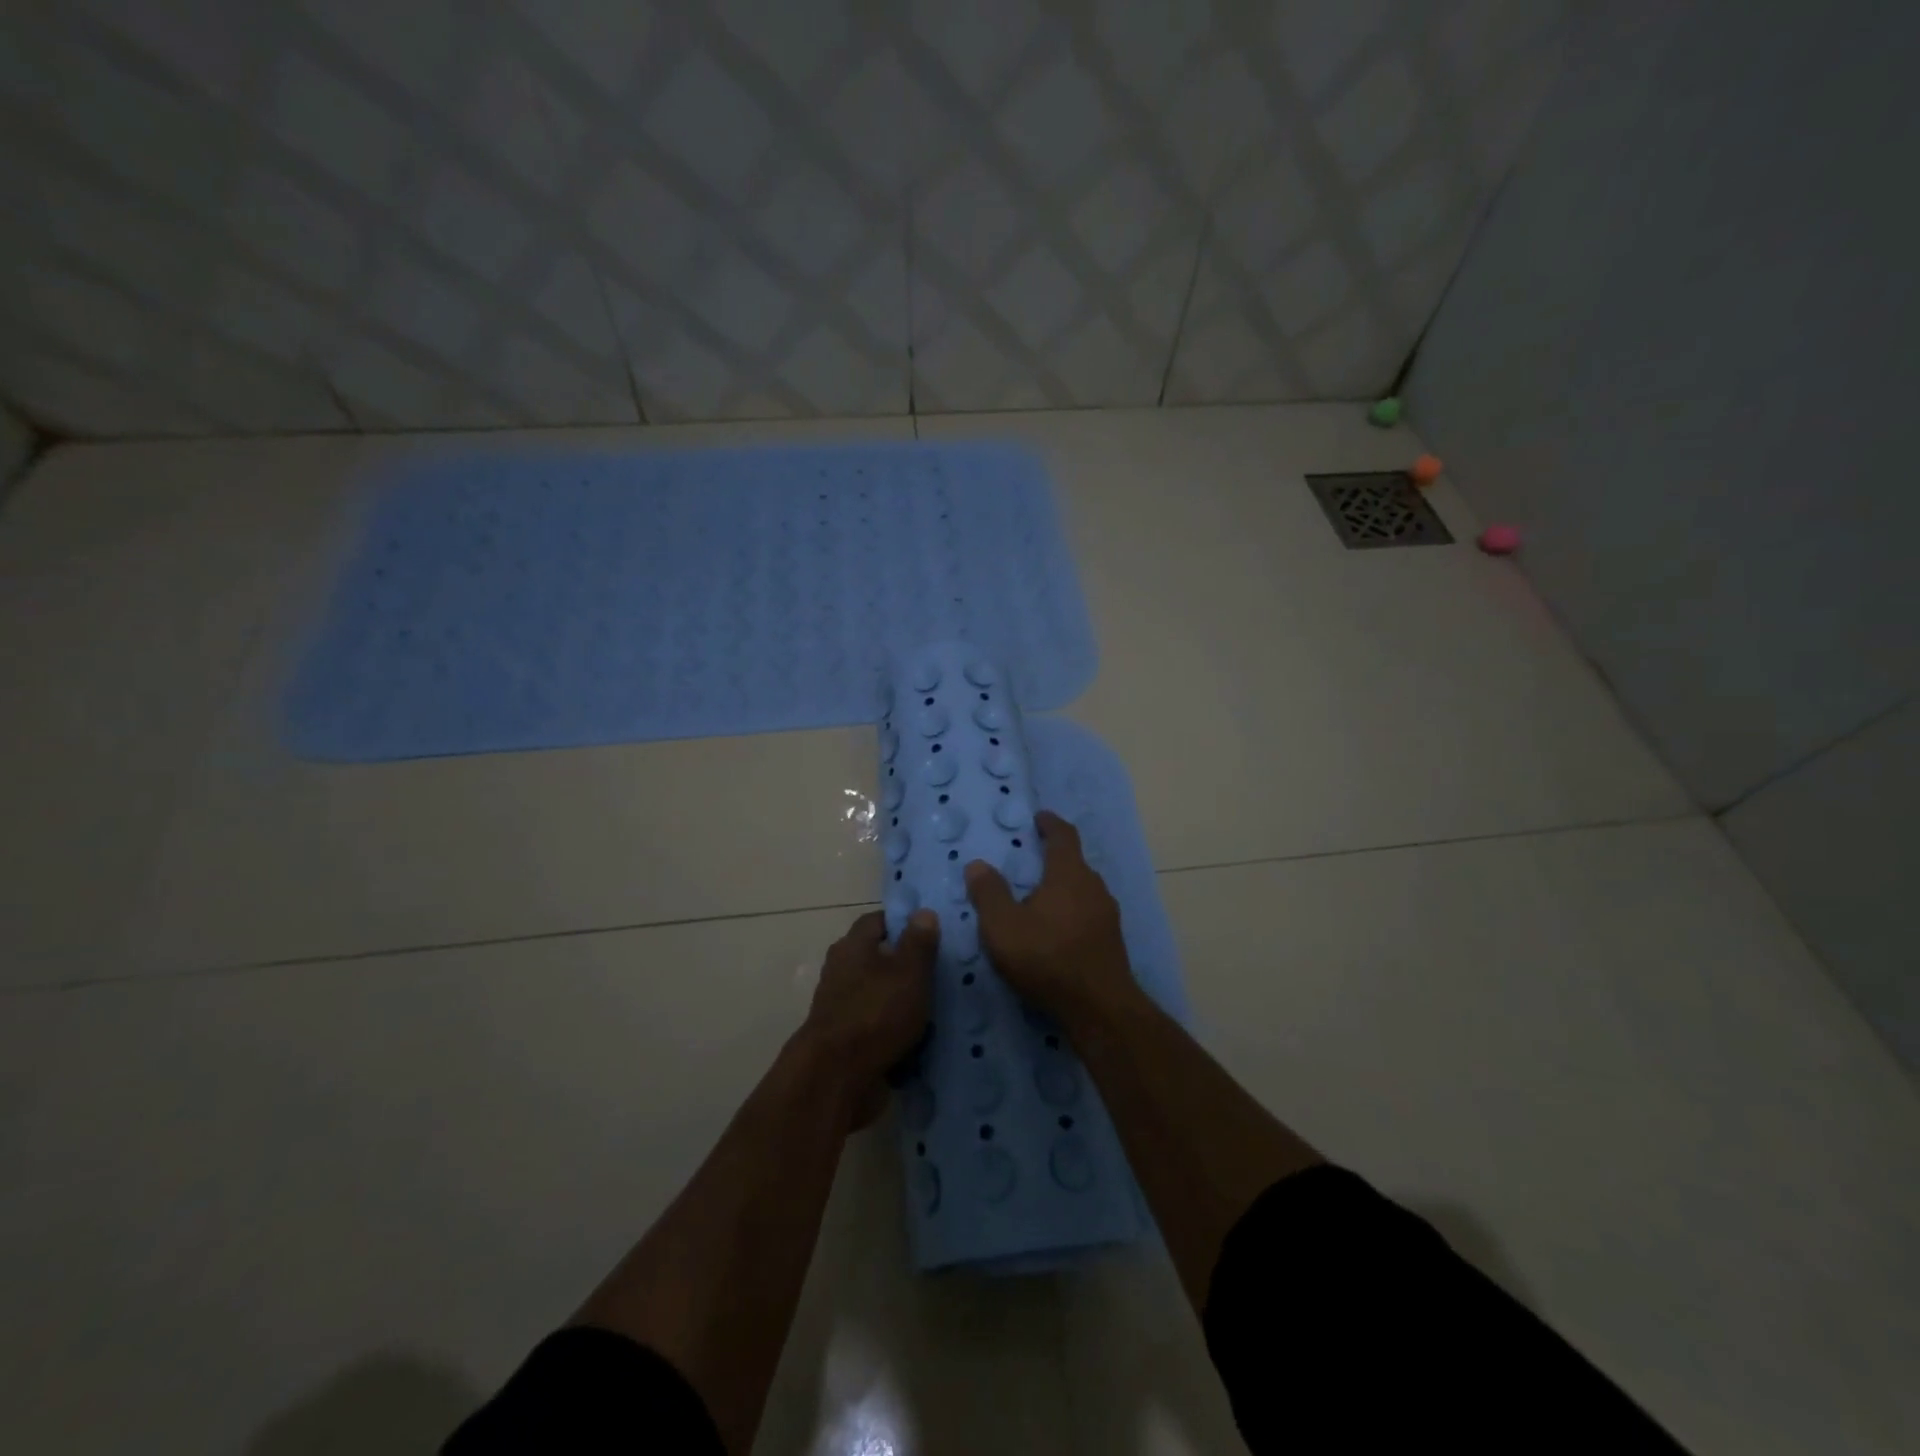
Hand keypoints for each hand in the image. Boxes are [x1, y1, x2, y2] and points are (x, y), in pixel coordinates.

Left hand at [801, 908, 937, 1127]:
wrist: (836, 1078)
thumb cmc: (876, 1013)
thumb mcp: (909, 972)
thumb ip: (919, 942)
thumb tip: (923, 912)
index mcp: (852, 946)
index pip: (877, 921)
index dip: (903, 923)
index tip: (930, 933)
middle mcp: (840, 970)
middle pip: (876, 957)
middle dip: (904, 964)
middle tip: (939, 972)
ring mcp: (839, 1006)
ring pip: (876, 993)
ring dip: (899, 999)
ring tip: (935, 1007)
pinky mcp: (843, 1039)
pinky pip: (874, 1024)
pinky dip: (892, 1028)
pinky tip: (918, 1039)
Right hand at [965, 811, 1136, 1028]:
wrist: (1099, 1008)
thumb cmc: (1047, 958)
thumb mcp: (1003, 926)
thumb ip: (989, 893)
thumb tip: (977, 864)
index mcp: (1069, 874)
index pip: (1063, 836)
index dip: (1051, 824)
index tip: (1040, 817)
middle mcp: (1094, 887)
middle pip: (1074, 863)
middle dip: (1054, 858)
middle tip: (1031, 861)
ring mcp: (1107, 915)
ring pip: (1083, 890)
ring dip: (1063, 888)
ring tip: (1040, 898)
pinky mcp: (1111, 940)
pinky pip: (1088, 913)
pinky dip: (1071, 911)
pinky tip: (1057, 931)